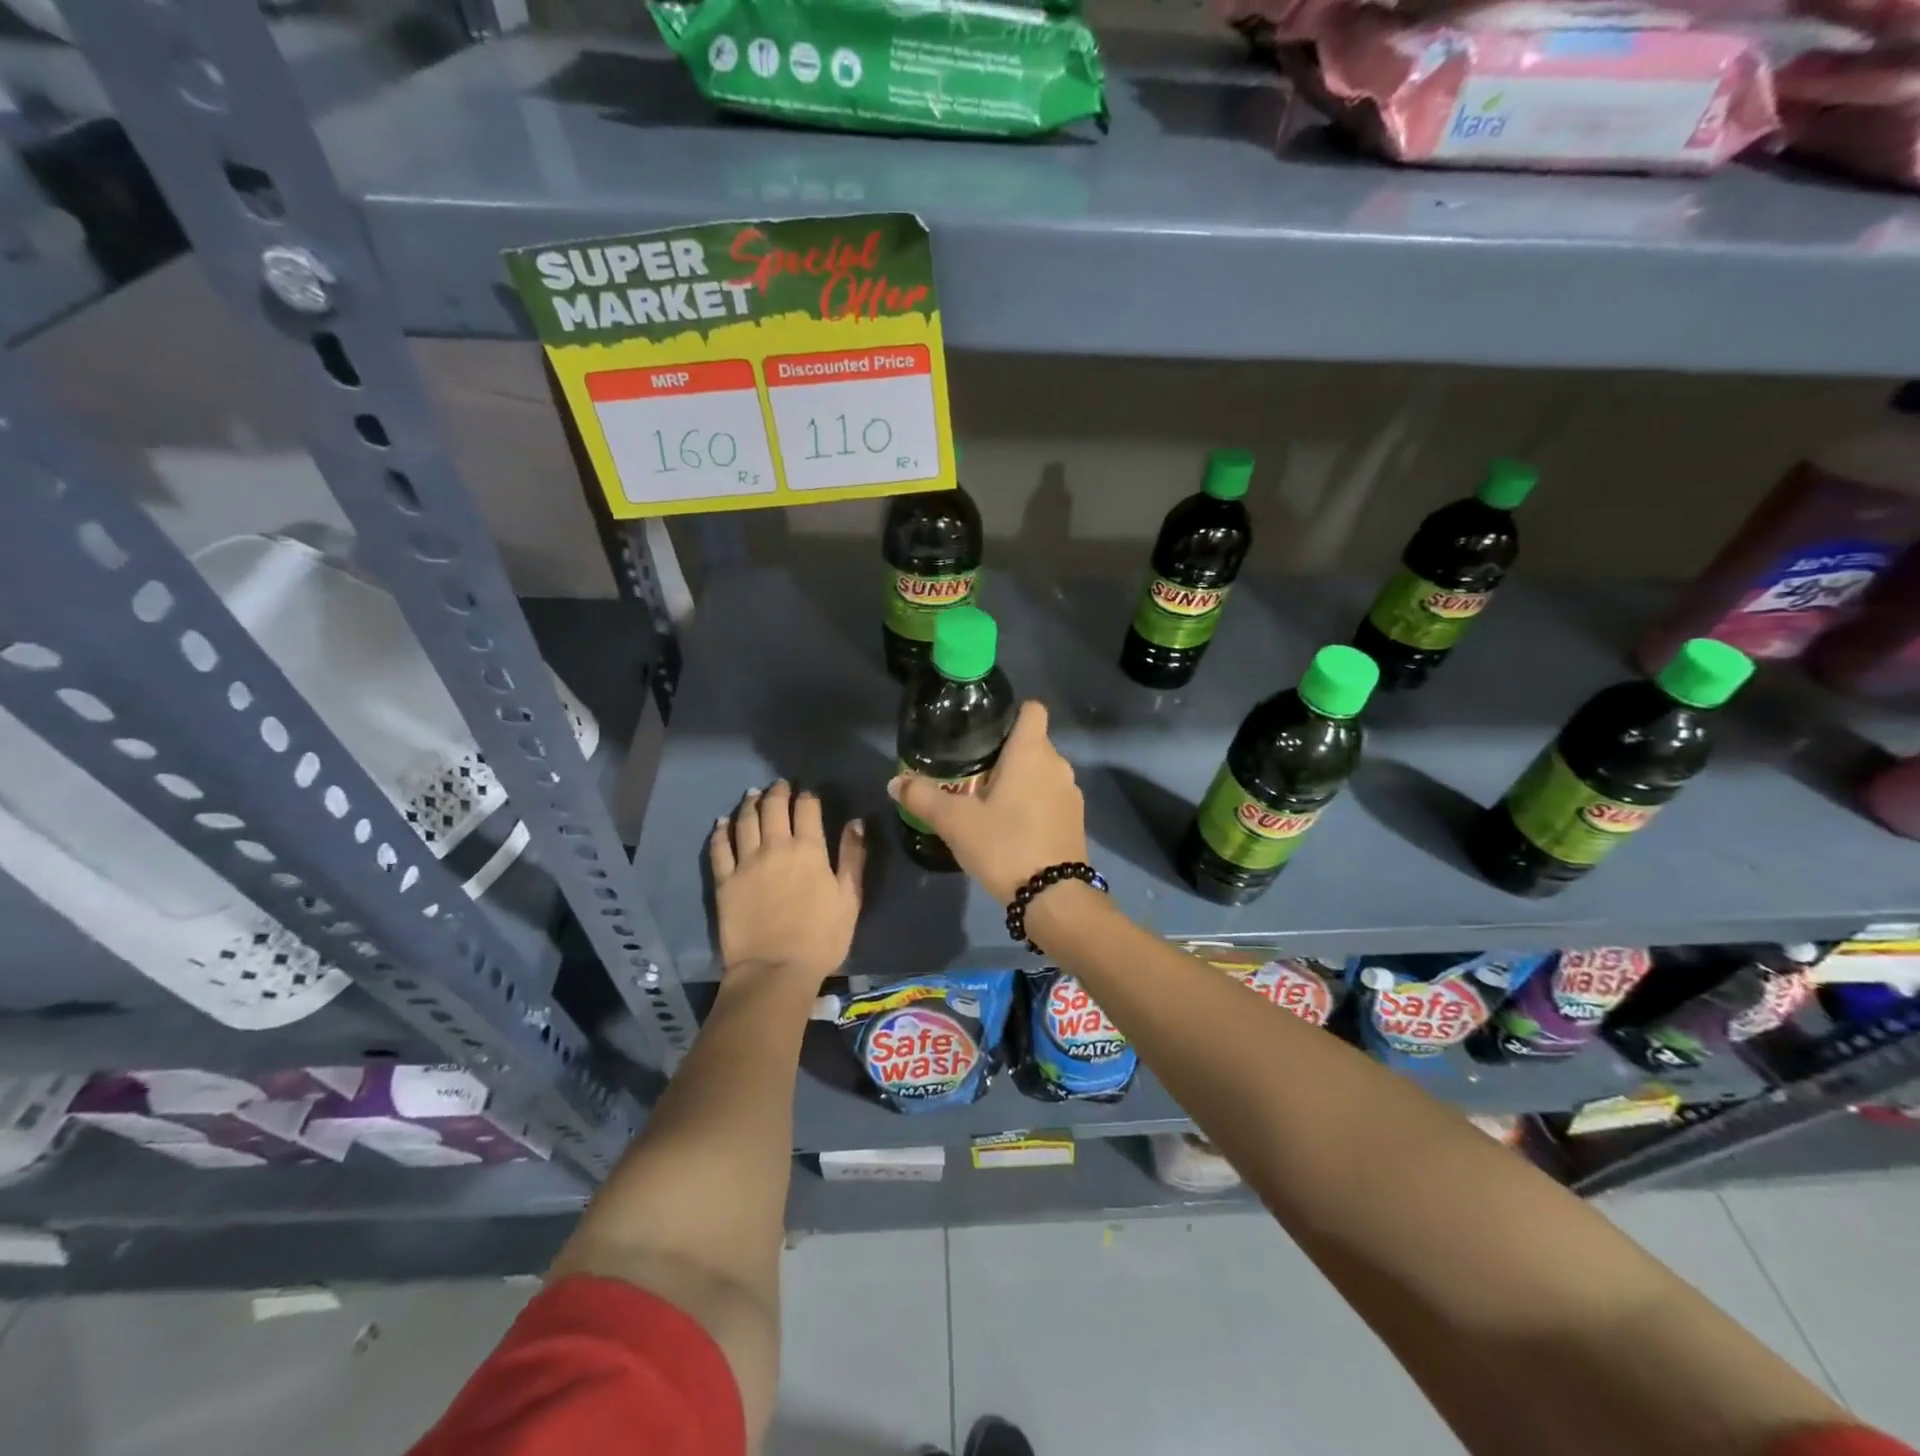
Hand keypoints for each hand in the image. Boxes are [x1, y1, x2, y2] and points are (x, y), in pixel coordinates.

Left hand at [710, 780, 865, 985]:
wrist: (775, 970)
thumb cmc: (821, 937)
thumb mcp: (850, 898)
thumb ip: (853, 857)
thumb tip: (855, 822)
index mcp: (809, 850)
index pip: (807, 809)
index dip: (807, 796)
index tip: (807, 792)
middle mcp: (776, 847)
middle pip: (773, 808)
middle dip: (778, 792)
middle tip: (779, 785)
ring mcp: (746, 862)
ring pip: (745, 821)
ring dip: (750, 803)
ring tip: (752, 794)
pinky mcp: (725, 881)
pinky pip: (719, 848)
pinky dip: (720, 831)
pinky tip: (722, 822)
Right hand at [888, 701, 1086, 903]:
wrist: (1053, 897)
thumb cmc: (1004, 845)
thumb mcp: (955, 822)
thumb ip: (923, 797)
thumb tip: (895, 782)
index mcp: (1032, 752)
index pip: (1032, 709)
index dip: (1010, 713)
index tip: (984, 731)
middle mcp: (1058, 764)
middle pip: (1033, 742)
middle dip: (1006, 752)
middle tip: (972, 771)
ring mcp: (1070, 793)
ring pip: (1042, 772)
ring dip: (1020, 780)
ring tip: (988, 800)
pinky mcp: (1075, 820)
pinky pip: (1050, 797)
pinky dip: (1033, 802)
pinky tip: (1011, 826)